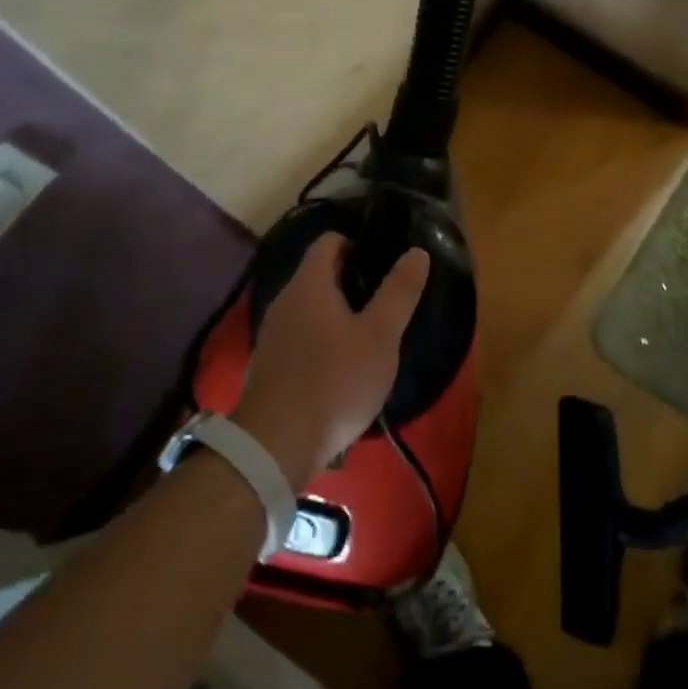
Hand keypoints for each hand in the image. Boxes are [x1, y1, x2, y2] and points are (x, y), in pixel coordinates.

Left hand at [233, 234, 430, 489]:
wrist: (275, 447)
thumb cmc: (335, 382)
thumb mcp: (380, 337)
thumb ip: (399, 292)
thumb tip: (417, 252)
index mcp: (309, 285)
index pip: (329, 241)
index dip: (358, 242)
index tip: (385, 259)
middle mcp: (285, 300)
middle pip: (319, 273)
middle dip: (352, 278)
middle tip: (387, 296)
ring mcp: (273, 333)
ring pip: (310, 306)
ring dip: (338, 310)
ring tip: (371, 330)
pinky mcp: (270, 364)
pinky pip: (301, 334)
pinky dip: (323, 336)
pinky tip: (343, 363)